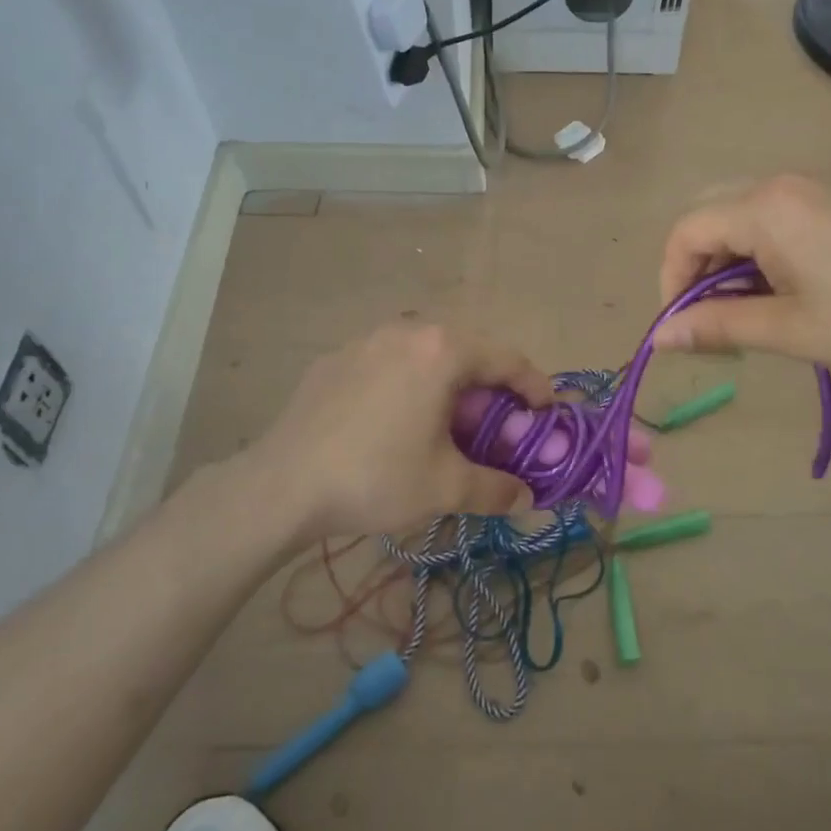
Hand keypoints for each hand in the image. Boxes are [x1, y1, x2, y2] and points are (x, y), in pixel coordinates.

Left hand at [245, 324, 553, 543]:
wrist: (282, 485)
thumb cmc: (377, 477)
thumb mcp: (446, 488)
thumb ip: (496, 489)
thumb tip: (525, 498)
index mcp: (442, 351)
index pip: (507, 360)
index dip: (535, 387)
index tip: (548, 412)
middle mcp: (406, 331)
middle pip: (466, 353)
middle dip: (490, 390)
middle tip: (498, 427)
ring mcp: (364, 341)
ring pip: (424, 356)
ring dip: (448, 386)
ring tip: (448, 424)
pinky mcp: (334, 360)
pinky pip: (388, 365)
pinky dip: (408, 386)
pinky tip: (397, 422)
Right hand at [655, 175, 830, 394]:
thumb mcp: (792, 332)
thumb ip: (718, 326)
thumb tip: (660, 337)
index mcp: (769, 207)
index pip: (686, 231)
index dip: (671, 281)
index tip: (683, 330)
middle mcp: (789, 185)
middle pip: (711, 216)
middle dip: (697, 270)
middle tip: (713, 322)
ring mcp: (823, 192)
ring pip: (746, 219)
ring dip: (731, 266)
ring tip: (752, 318)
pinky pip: (781, 222)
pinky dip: (764, 258)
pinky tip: (788, 297)